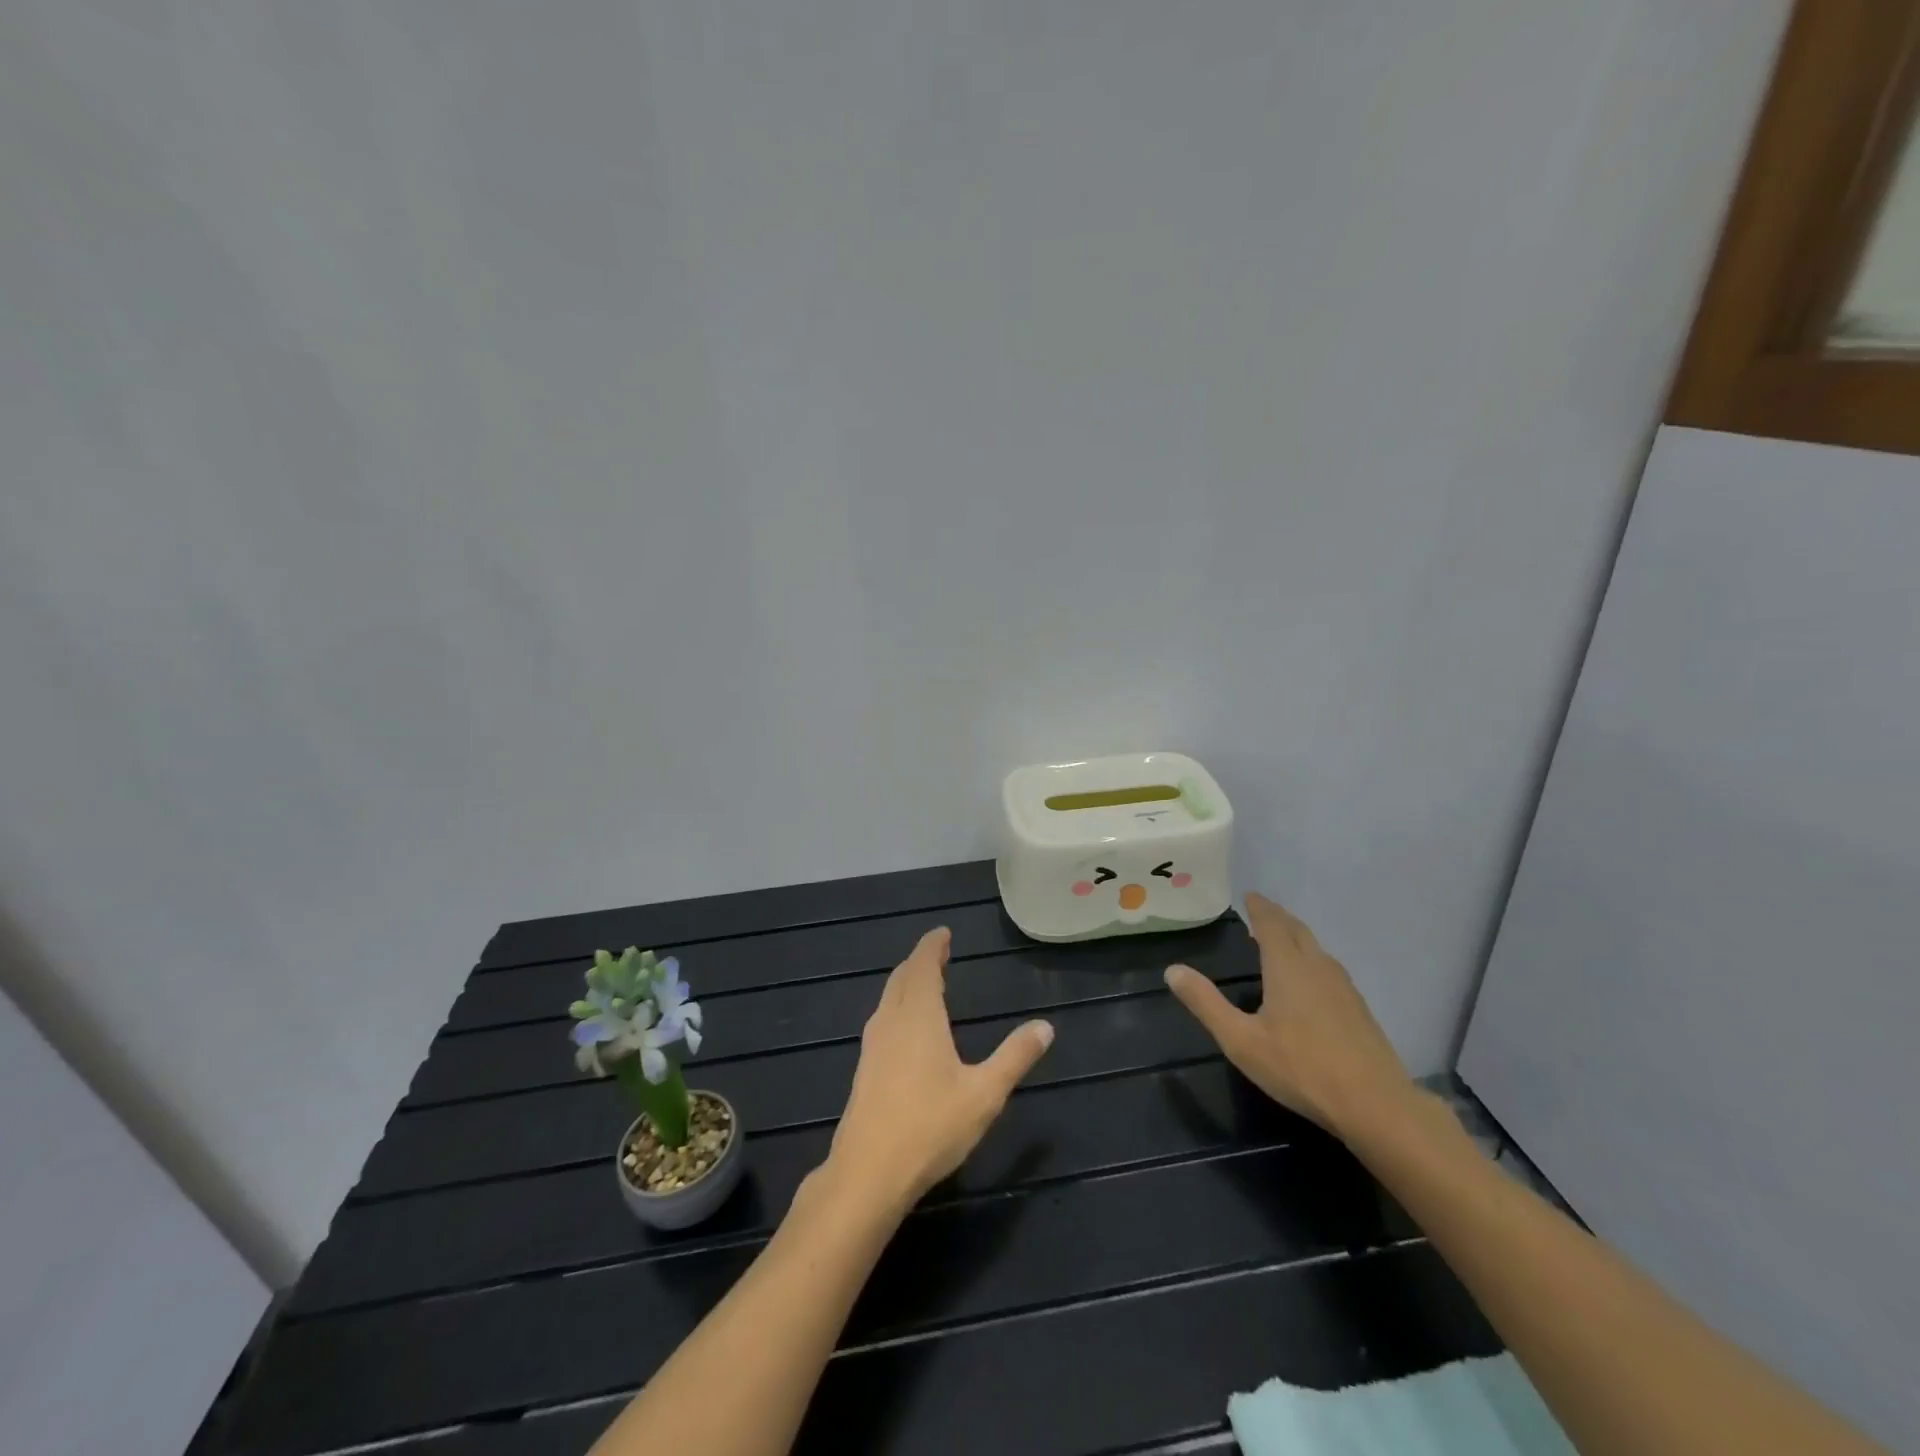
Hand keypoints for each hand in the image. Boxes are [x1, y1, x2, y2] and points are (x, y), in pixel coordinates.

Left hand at [826, 927, 1054, 1212]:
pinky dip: (898, 1005)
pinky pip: (883, 1018)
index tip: (943, 933)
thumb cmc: (930, 1127)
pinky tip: (907, 1028)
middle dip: (920, 961)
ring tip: (926, 983)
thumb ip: (1015, 1057)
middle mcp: (891, 1021)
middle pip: (902, 977)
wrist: (868, 1173)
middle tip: (939, 953)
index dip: (932, 946)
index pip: (922, 965)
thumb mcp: (984, 1094)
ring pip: (889, 998)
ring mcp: (873, 1045)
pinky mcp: (864, 1068)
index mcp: (918, 1016)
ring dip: (907, 982)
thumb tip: (1045, 1026)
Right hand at [1164, 892, 1414, 1140]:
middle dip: (1277, 917)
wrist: (1376, 1105)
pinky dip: (1311, 958)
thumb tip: (1173, 970)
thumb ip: (1206, 1004)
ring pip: (1316, 948)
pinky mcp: (1359, 1009)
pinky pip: (1329, 967)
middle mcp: (1317, 967)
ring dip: (1296, 936)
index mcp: (1287, 967)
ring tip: (1280, 940)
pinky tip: (1309, 980)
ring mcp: (1344, 987)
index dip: (1259, 907)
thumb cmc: (1301, 1068)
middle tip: (1261, 911)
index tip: (1249, 895)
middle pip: (1297, 930)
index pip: (1271, 924)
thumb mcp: (1241, 1040)